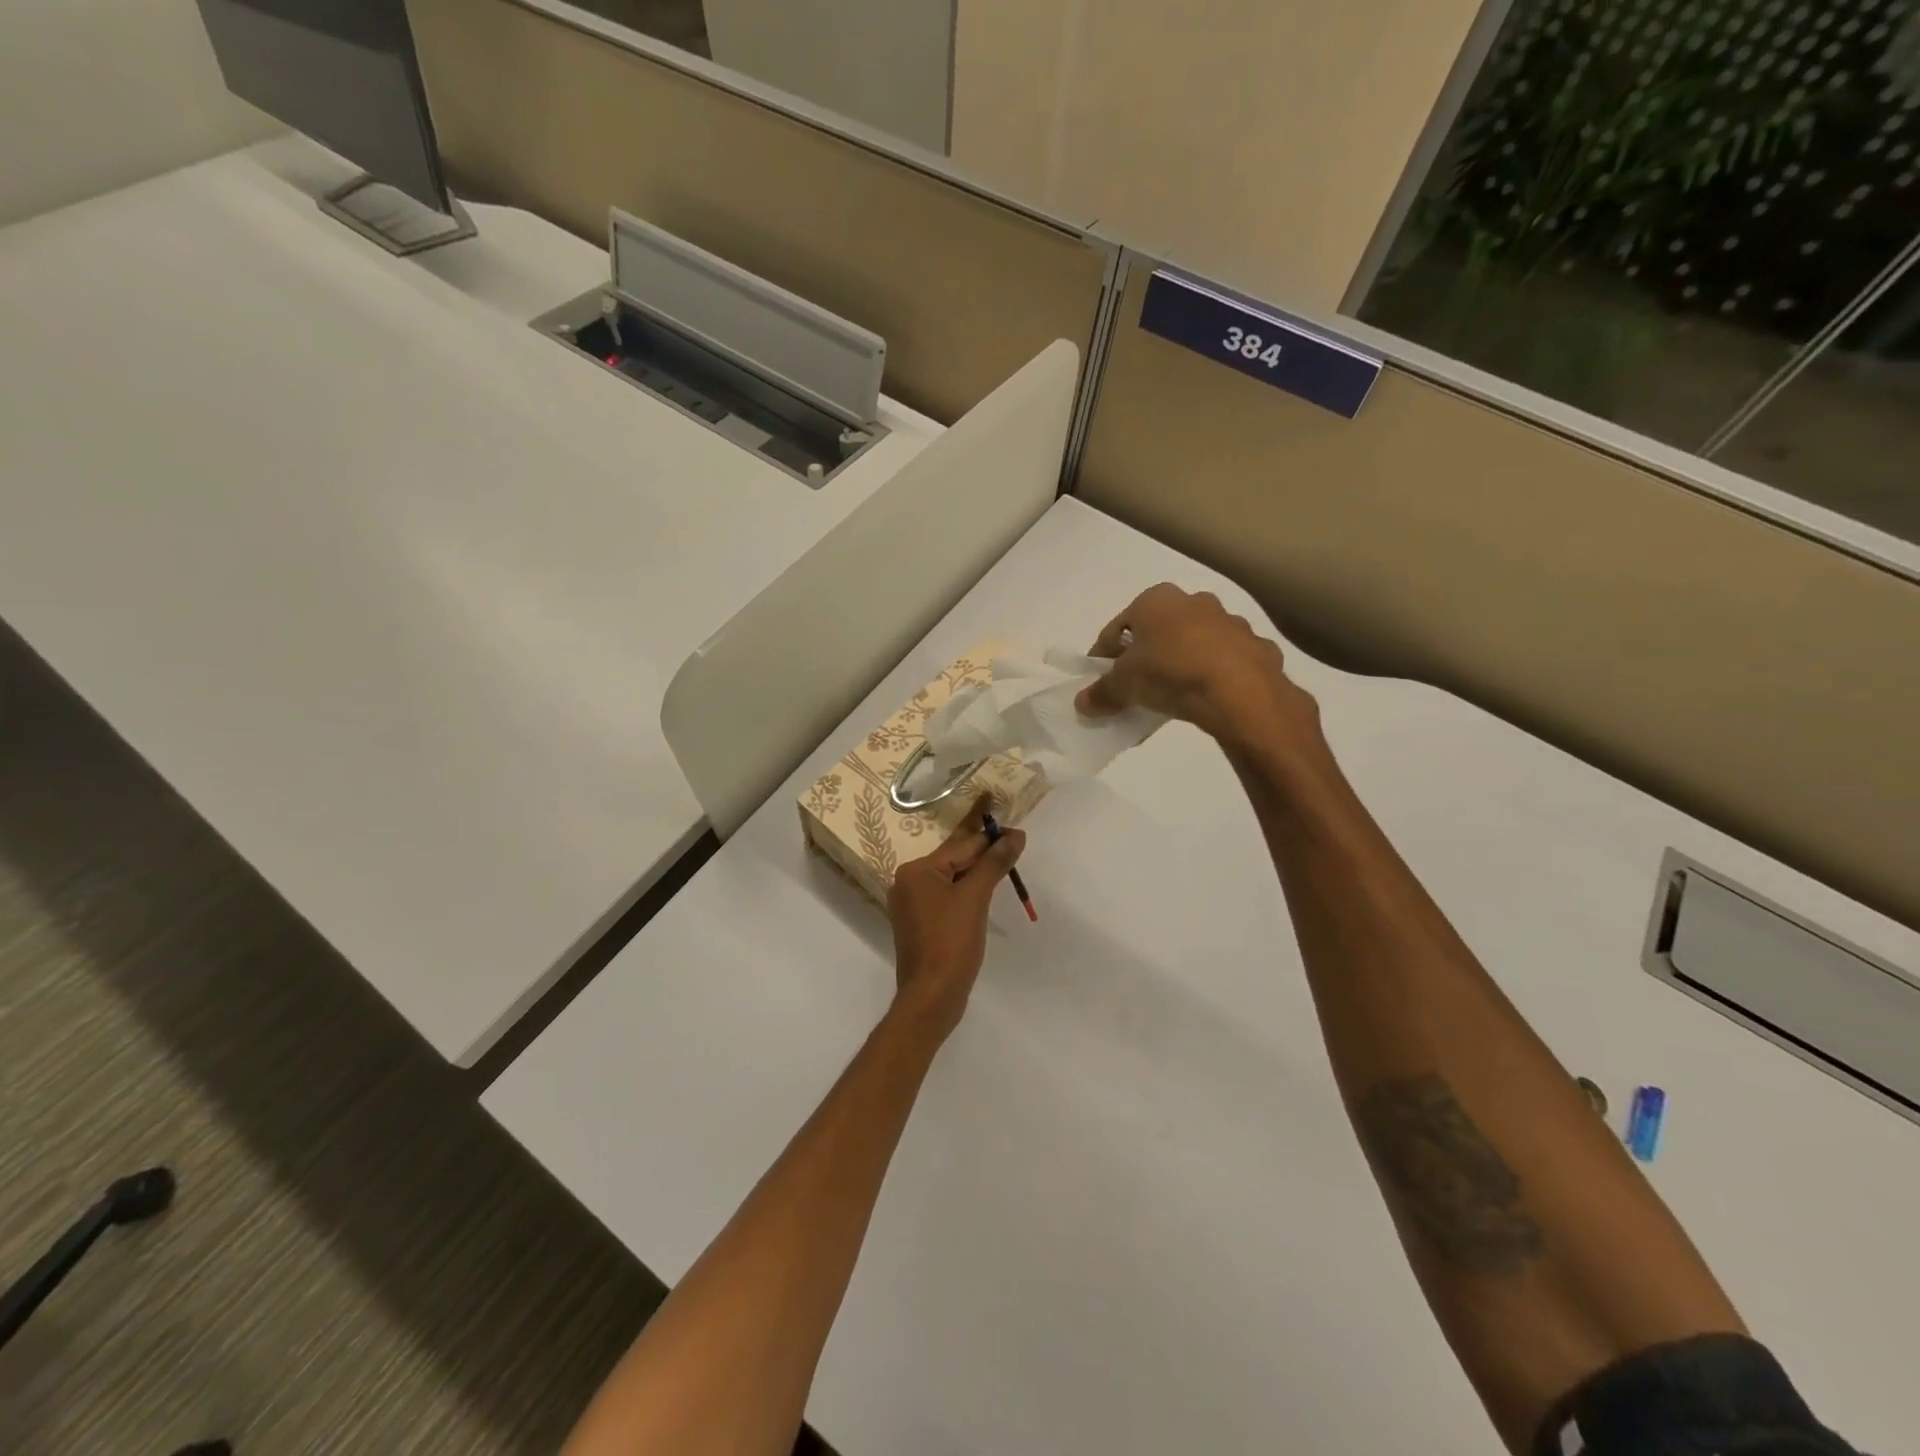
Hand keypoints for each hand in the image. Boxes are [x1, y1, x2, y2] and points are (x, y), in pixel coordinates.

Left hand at [887, 797, 1025, 1038]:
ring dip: (977, 869)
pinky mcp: (920, 924)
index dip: (990, 834)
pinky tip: (985, 887)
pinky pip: (946, 896)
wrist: (931, 997)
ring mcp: (912, 905)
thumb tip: (1014, 835)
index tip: (1013, 825)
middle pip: (953, 858)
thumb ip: (994, 863)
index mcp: (916, 871)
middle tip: (1008, 832)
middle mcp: (908, 882)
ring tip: (1002, 854)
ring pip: (951, 878)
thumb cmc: (951, 942)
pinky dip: (967, 890)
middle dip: (982, 847)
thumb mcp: (975, 898)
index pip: (960, 845)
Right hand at [1075, 584, 1317, 750]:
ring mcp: (1229, 622)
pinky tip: (1204, 697)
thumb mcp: (1124, 685)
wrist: (1239, 690)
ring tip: (1170, 695)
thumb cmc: (1170, 672)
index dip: (1104, 654)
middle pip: (1158, 631)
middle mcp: (1193, 601)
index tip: (1099, 678)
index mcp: (1156, 600)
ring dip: (1180, 663)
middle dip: (1145, 655)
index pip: (1118, 626)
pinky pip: (1223, 661)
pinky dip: (1211, 675)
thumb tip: (1082, 702)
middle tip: (1135, 685)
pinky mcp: (1255, 646)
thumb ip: (1102, 692)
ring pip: (1193, 643)